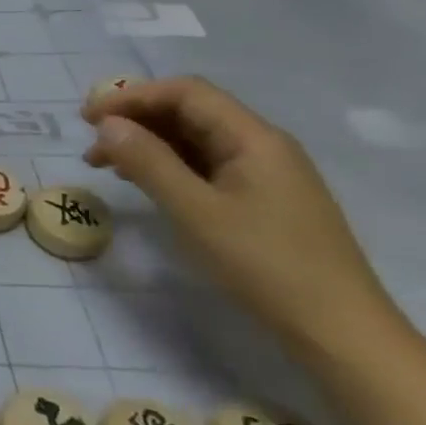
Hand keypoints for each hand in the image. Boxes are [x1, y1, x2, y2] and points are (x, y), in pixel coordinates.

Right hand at [82, 77, 398, 354]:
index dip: (132, 97)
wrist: (339, 331)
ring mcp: (265, 174)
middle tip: (91, 144)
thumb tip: (107, 125)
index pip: (186, 93)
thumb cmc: (265, 264)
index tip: (87, 119)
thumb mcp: (195, 211)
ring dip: (147, 143)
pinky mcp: (261, 201)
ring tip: (106, 165)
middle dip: (136, 119)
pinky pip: (205, 166)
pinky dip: (167, 165)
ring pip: (195, 140)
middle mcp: (262, 146)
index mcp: (254, 139)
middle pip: (191, 112)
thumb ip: (149, 162)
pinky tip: (145, 183)